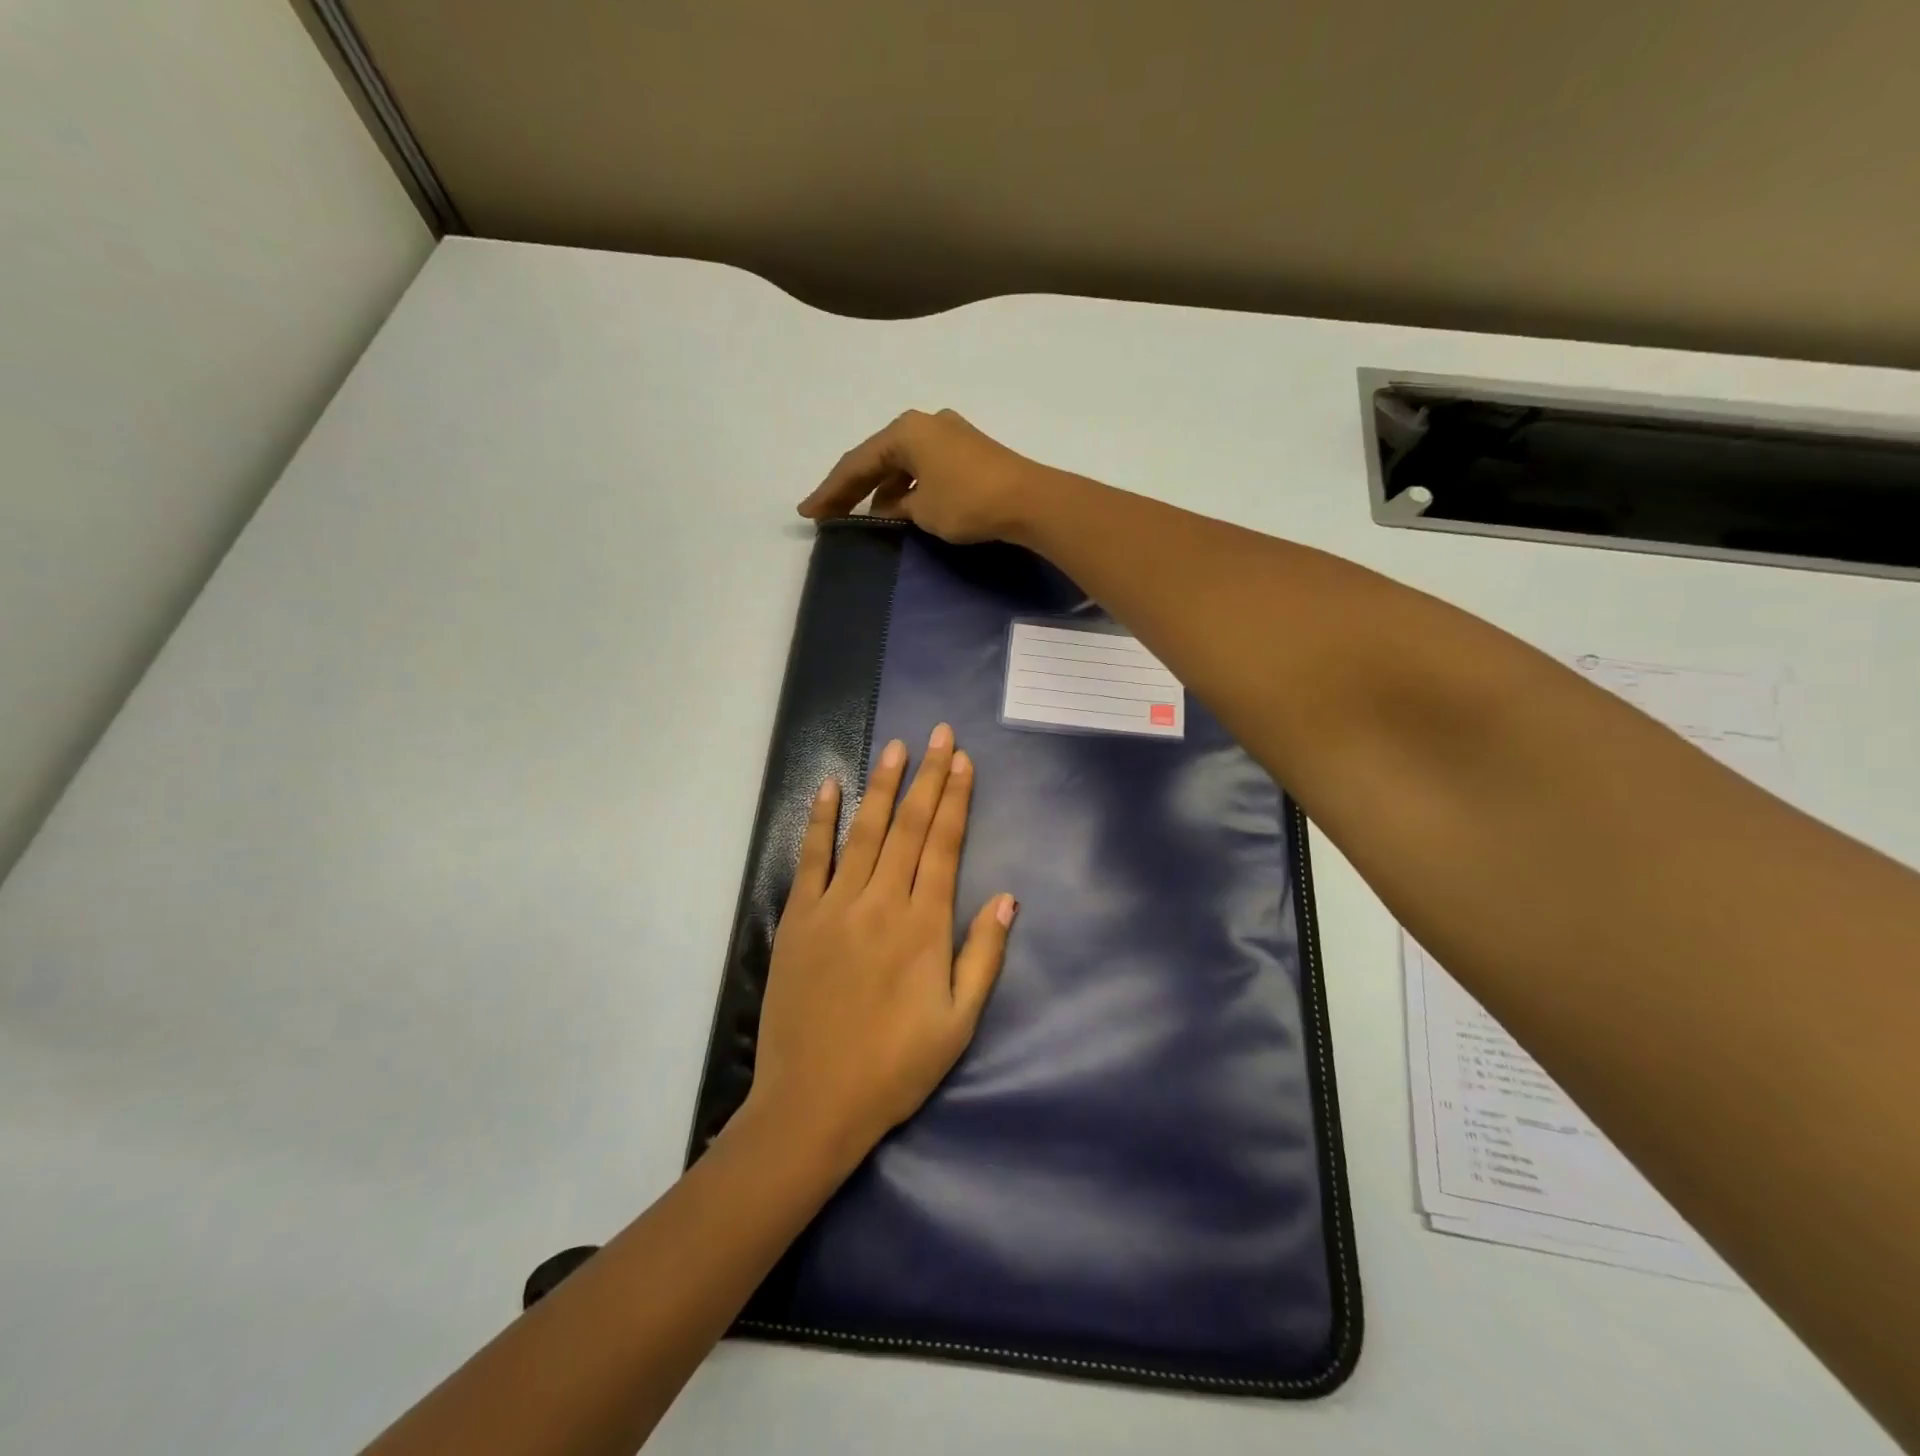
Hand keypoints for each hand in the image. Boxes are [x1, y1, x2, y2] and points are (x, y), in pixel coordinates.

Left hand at [745, 722, 1016, 1169]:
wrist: (813, 1103)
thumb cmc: (894, 1067)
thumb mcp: (958, 1023)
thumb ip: (983, 956)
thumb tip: (1007, 898)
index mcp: (923, 926)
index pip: (945, 845)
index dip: (956, 799)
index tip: (963, 761)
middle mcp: (881, 902)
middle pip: (910, 827)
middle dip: (928, 777)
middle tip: (939, 735)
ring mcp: (835, 906)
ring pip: (865, 831)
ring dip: (883, 786)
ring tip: (897, 748)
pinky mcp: (798, 918)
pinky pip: (811, 858)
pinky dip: (820, 820)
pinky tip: (829, 786)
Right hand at [798, 409, 1049, 543]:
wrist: (1030, 500)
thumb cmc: (968, 501)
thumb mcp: (922, 510)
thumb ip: (896, 507)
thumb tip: (886, 508)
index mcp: (906, 431)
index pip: (857, 463)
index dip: (830, 491)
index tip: (808, 512)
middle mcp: (925, 424)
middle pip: (878, 459)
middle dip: (852, 488)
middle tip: (827, 514)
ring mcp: (949, 435)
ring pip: (903, 464)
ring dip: (882, 490)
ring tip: (863, 519)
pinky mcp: (968, 452)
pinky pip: (924, 469)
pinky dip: (908, 488)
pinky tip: (902, 509)